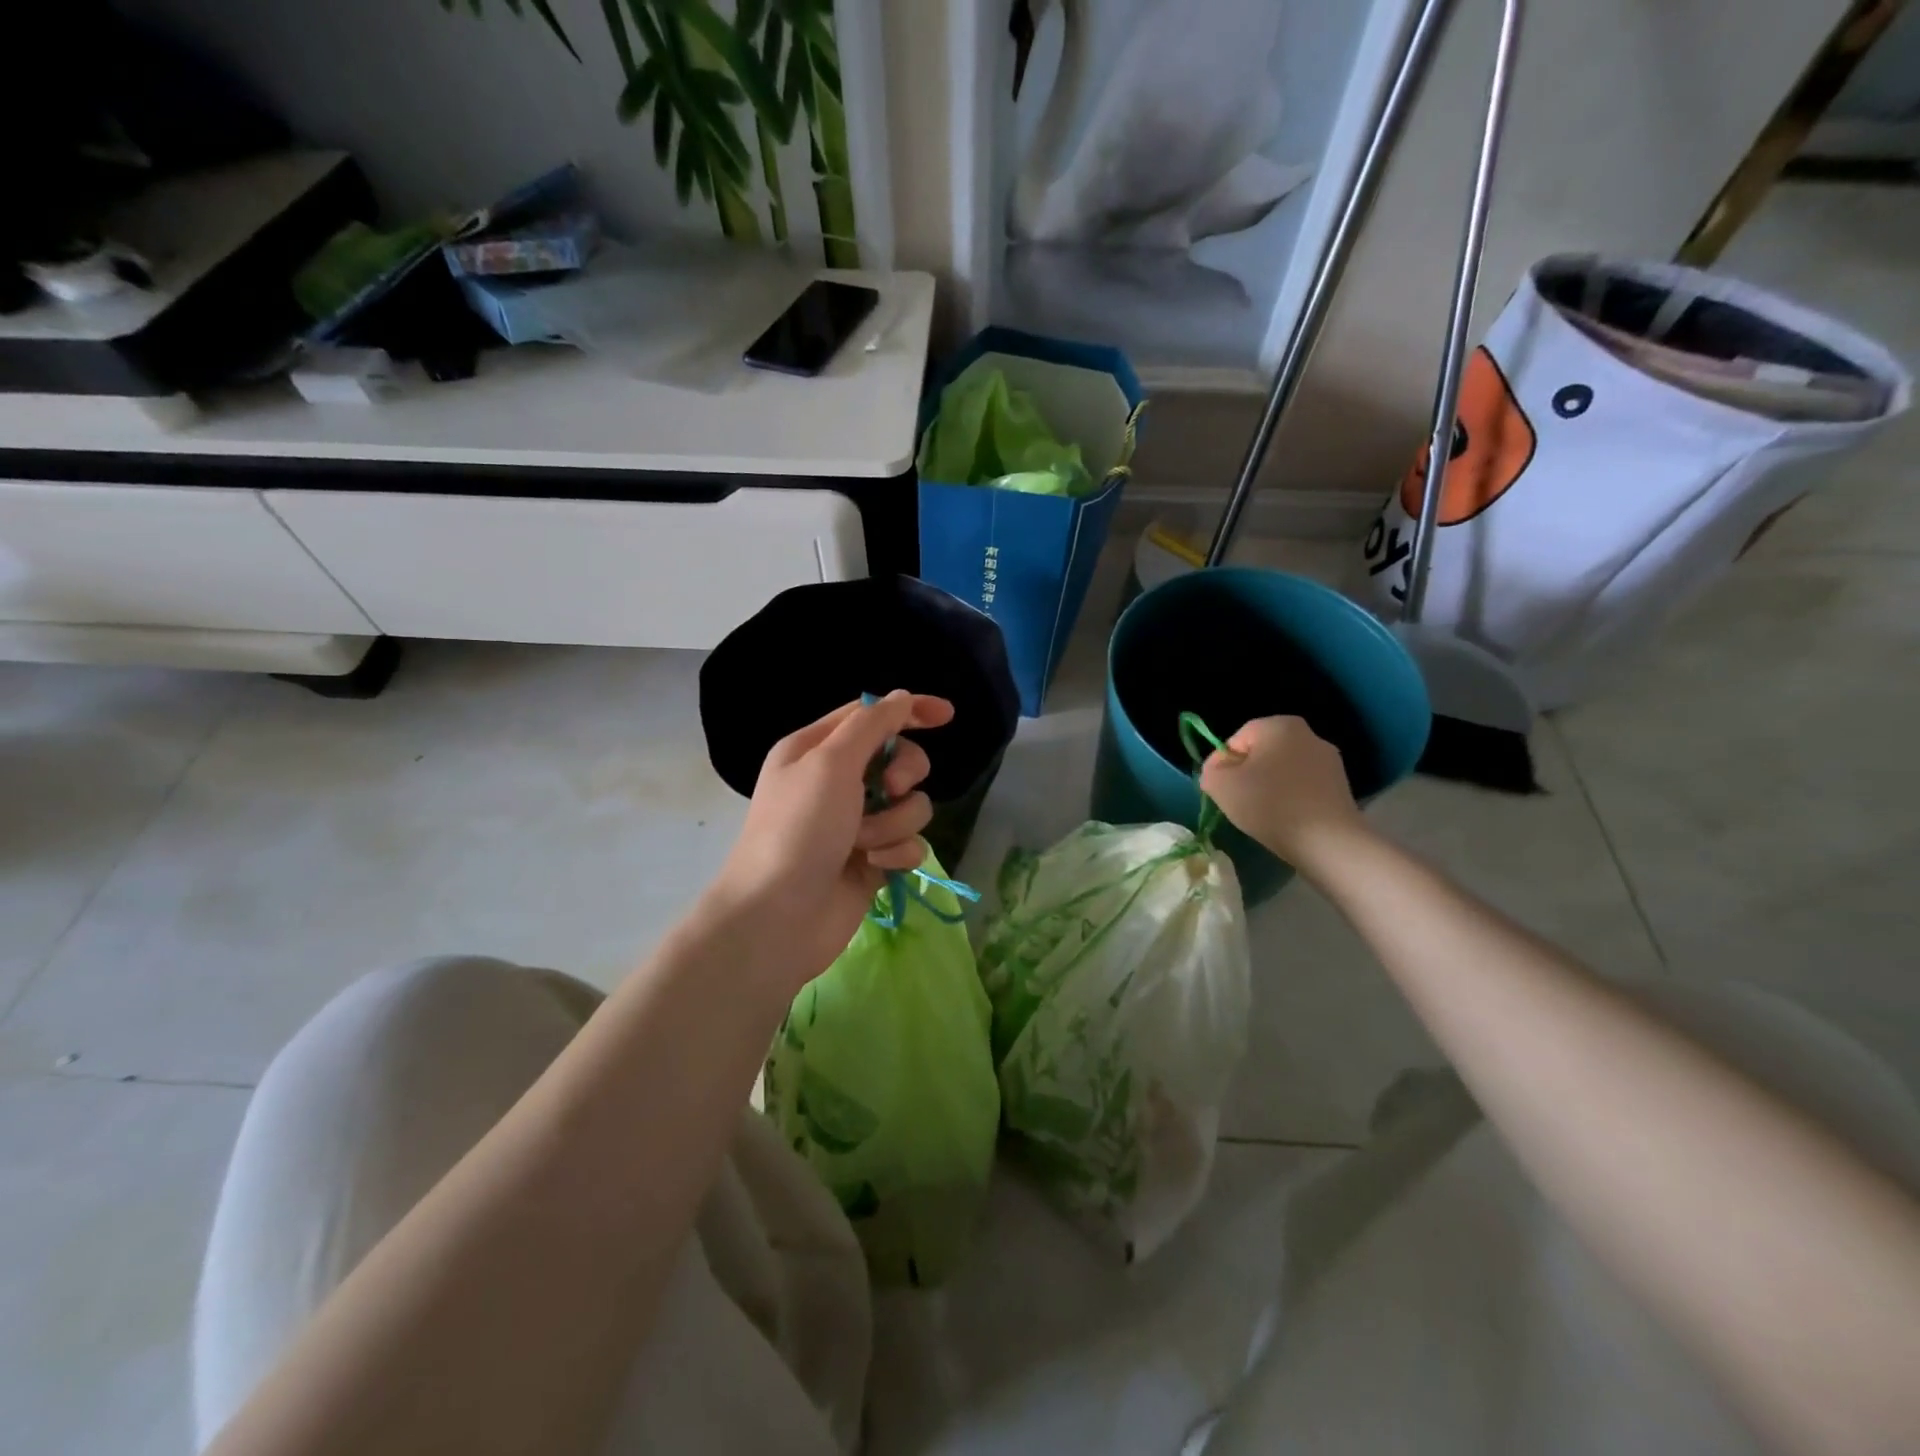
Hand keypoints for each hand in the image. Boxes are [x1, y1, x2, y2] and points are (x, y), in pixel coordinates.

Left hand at [708, 690, 954, 992]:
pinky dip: (896, 853)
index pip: (872, 715)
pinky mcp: (873, 861)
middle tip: (889, 790)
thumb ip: (872, 725)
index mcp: (817, 749)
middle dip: (904, 774)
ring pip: (911, 805)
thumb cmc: (798, 830)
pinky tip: (874, 868)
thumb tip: (902, 697)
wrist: (778, 918)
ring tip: (865, 843)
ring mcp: (857, 824)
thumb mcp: (830, 763)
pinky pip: (908, 843)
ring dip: (895, 822)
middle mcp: (837, 783)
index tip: (947, 716)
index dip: (910, 711)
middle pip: (899, 759)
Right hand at [1199, 715, 1366, 869]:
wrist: (1328, 841)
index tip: (1219, 790)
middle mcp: (1308, 734)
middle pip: (1261, 753)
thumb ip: (1210, 771)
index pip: (1236, 740)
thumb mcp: (1221, 785)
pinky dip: (1290, 799)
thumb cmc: (1270, 804)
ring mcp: (1329, 760)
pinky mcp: (1341, 785)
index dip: (1222, 765)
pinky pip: (1302, 786)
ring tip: (1263, 814)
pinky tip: (1286, 819)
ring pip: (1282, 770)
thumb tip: (1218, 771)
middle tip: (1238, 801)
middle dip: (1247, 775)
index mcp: (1279, 725)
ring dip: (1269, 787)